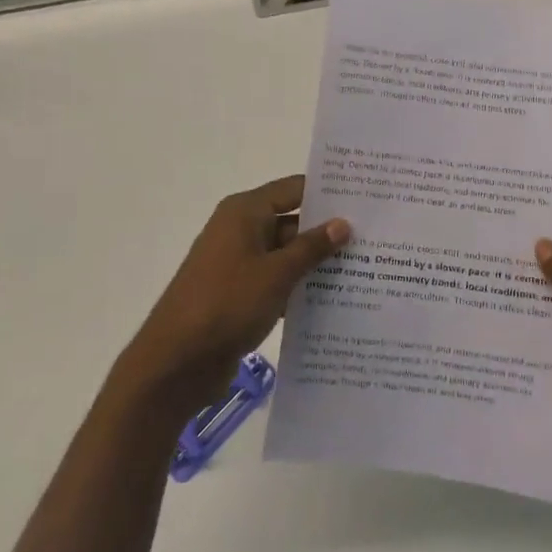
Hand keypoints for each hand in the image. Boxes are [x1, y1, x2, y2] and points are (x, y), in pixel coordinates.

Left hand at [120, 176, 349, 414]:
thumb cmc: (226, 304)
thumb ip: (311, 247)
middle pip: (292, 221)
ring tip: (365, 271)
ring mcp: (239, 264)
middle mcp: (240, 230)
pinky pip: (277, 281)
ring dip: (317, 264)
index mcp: (244, 212)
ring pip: (287, 255)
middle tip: (375, 239)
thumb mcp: (276, 273)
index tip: (366, 200)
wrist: (176, 362)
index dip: (328, 193)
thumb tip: (343, 223)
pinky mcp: (239, 294)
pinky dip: (300, 288)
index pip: (294, 189)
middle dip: (328, 232)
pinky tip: (335, 302)